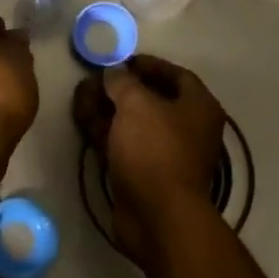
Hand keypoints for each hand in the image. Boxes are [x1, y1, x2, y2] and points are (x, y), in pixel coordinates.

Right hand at [100, 55, 225, 268]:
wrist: (157, 216)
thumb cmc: (155, 150)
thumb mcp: (136, 105)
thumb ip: (122, 82)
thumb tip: (113, 72)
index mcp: (199, 107)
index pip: (177, 75)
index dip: (149, 64)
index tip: (121, 60)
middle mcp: (187, 128)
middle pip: (151, 99)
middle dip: (119, 88)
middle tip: (92, 79)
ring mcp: (165, 154)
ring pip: (133, 123)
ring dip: (107, 108)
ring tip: (79, 96)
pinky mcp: (145, 174)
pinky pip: (124, 144)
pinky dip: (105, 132)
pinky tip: (82, 120)